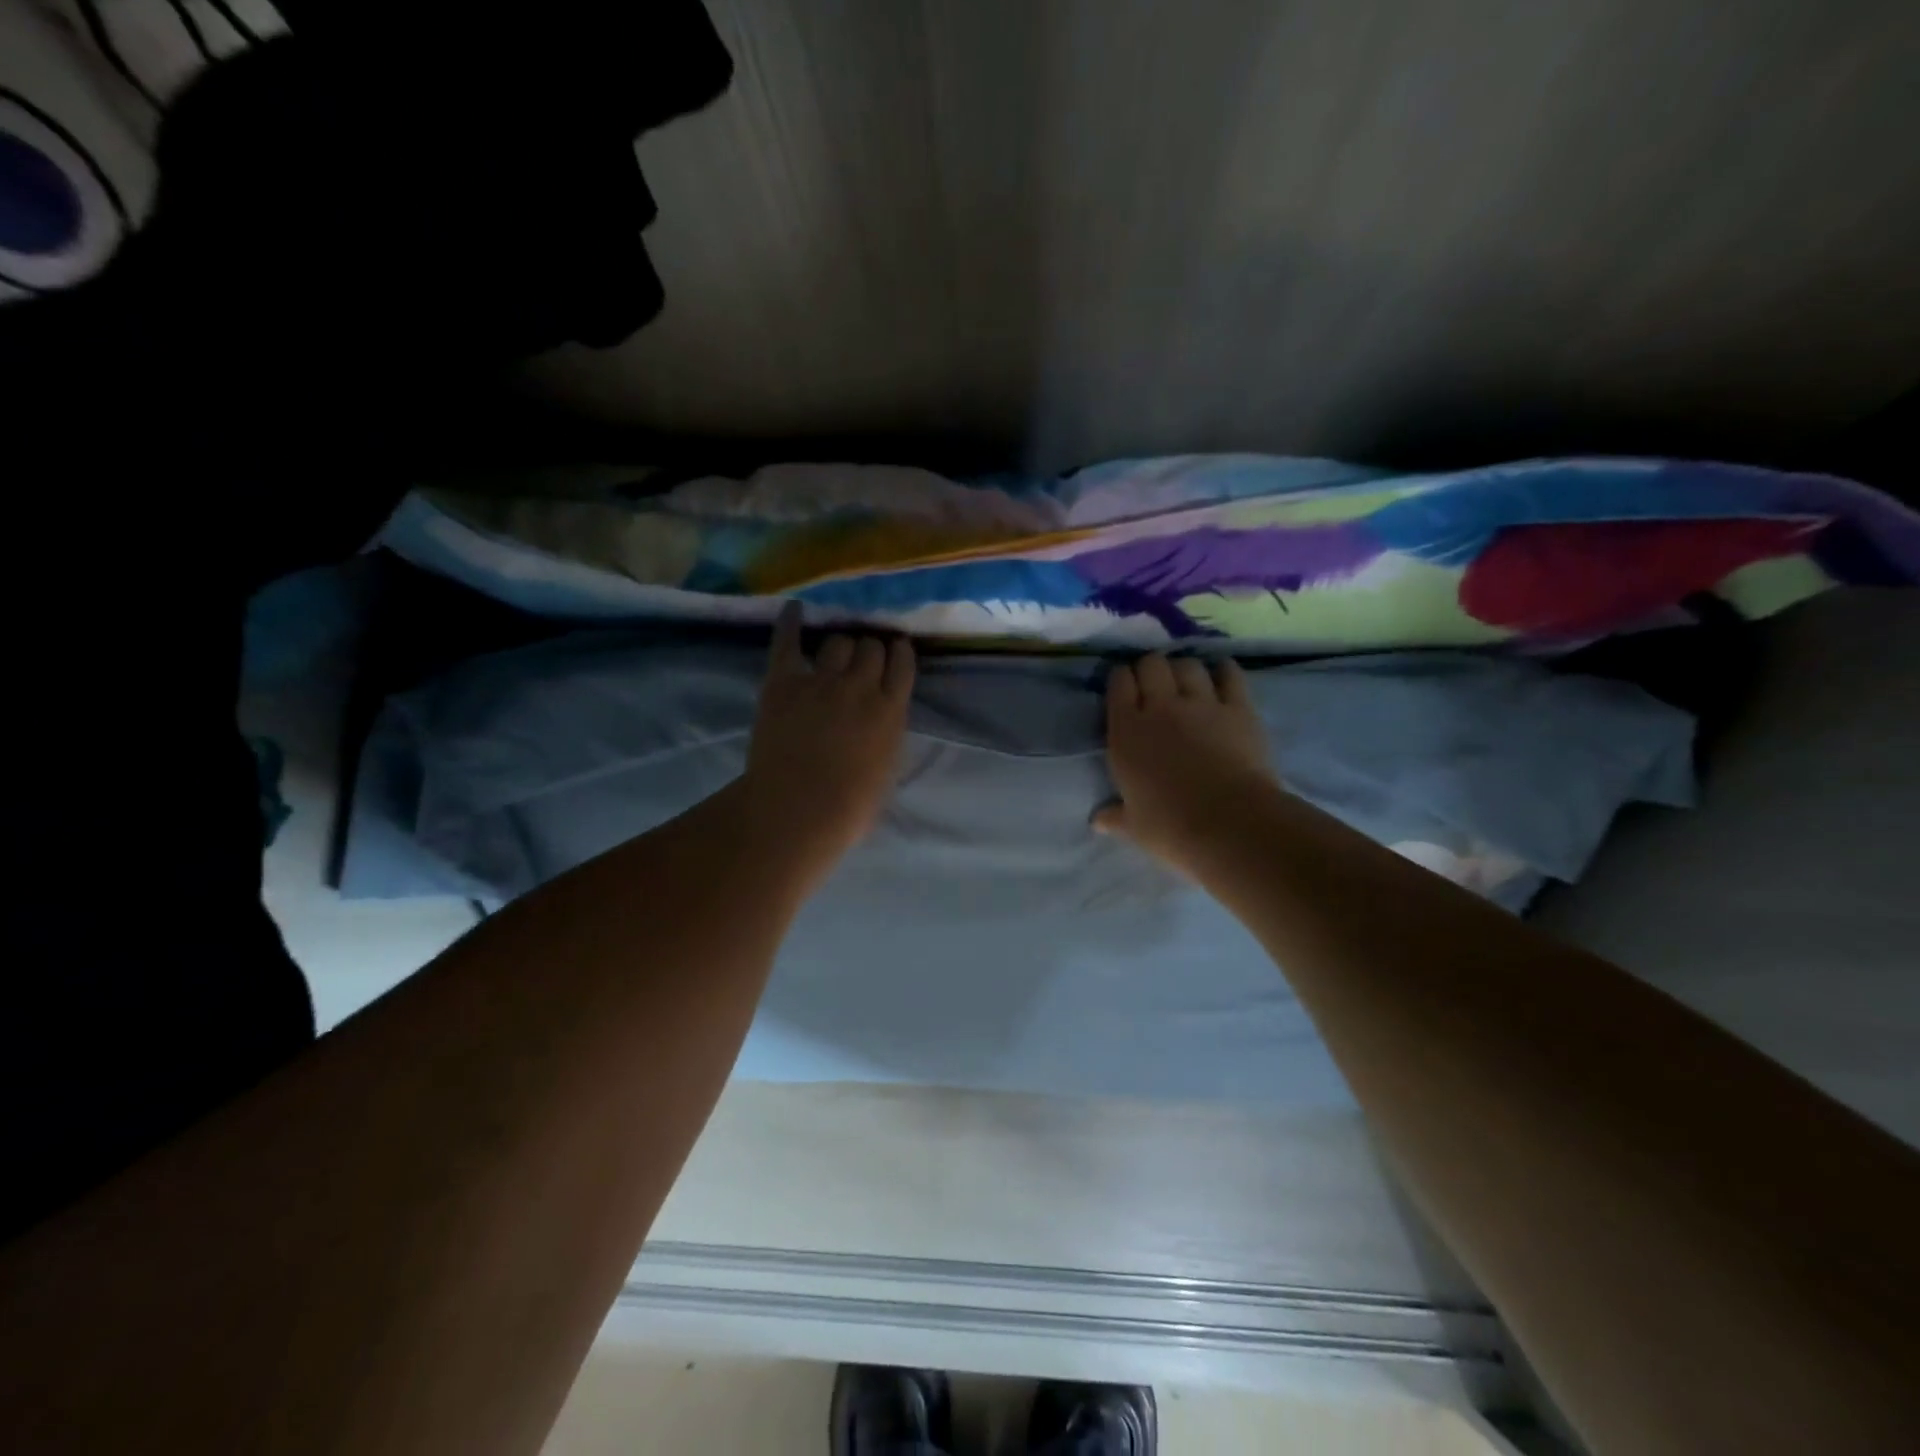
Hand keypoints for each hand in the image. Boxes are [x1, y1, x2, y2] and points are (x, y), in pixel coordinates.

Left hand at [740, 604, 914, 884]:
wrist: (796, 811)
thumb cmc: (849, 807)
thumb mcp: (888, 770)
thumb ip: (888, 733)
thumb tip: (884, 717)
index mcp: (891, 710)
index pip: (902, 663)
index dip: (899, 653)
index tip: (895, 650)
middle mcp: (860, 686)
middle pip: (870, 647)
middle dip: (869, 648)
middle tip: (862, 658)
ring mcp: (821, 680)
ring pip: (837, 641)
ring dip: (840, 644)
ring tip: (835, 651)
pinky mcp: (783, 681)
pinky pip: (788, 641)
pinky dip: (791, 622)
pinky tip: (795, 608)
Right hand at [1095, 653, 1278, 869]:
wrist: (1229, 824)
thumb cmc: (1170, 827)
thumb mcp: (1133, 826)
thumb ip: (1114, 816)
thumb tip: (1097, 821)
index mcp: (1126, 731)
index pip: (1119, 683)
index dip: (1121, 679)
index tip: (1125, 688)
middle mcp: (1160, 707)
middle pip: (1151, 664)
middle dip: (1150, 668)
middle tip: (1154, 685)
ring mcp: (1202, 704)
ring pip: (1188, 664)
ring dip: (1184, 669)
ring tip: (1187, 682)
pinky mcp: (1239, 708)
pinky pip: (1230, 674)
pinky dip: (1223, 671)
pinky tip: (1221, 676)